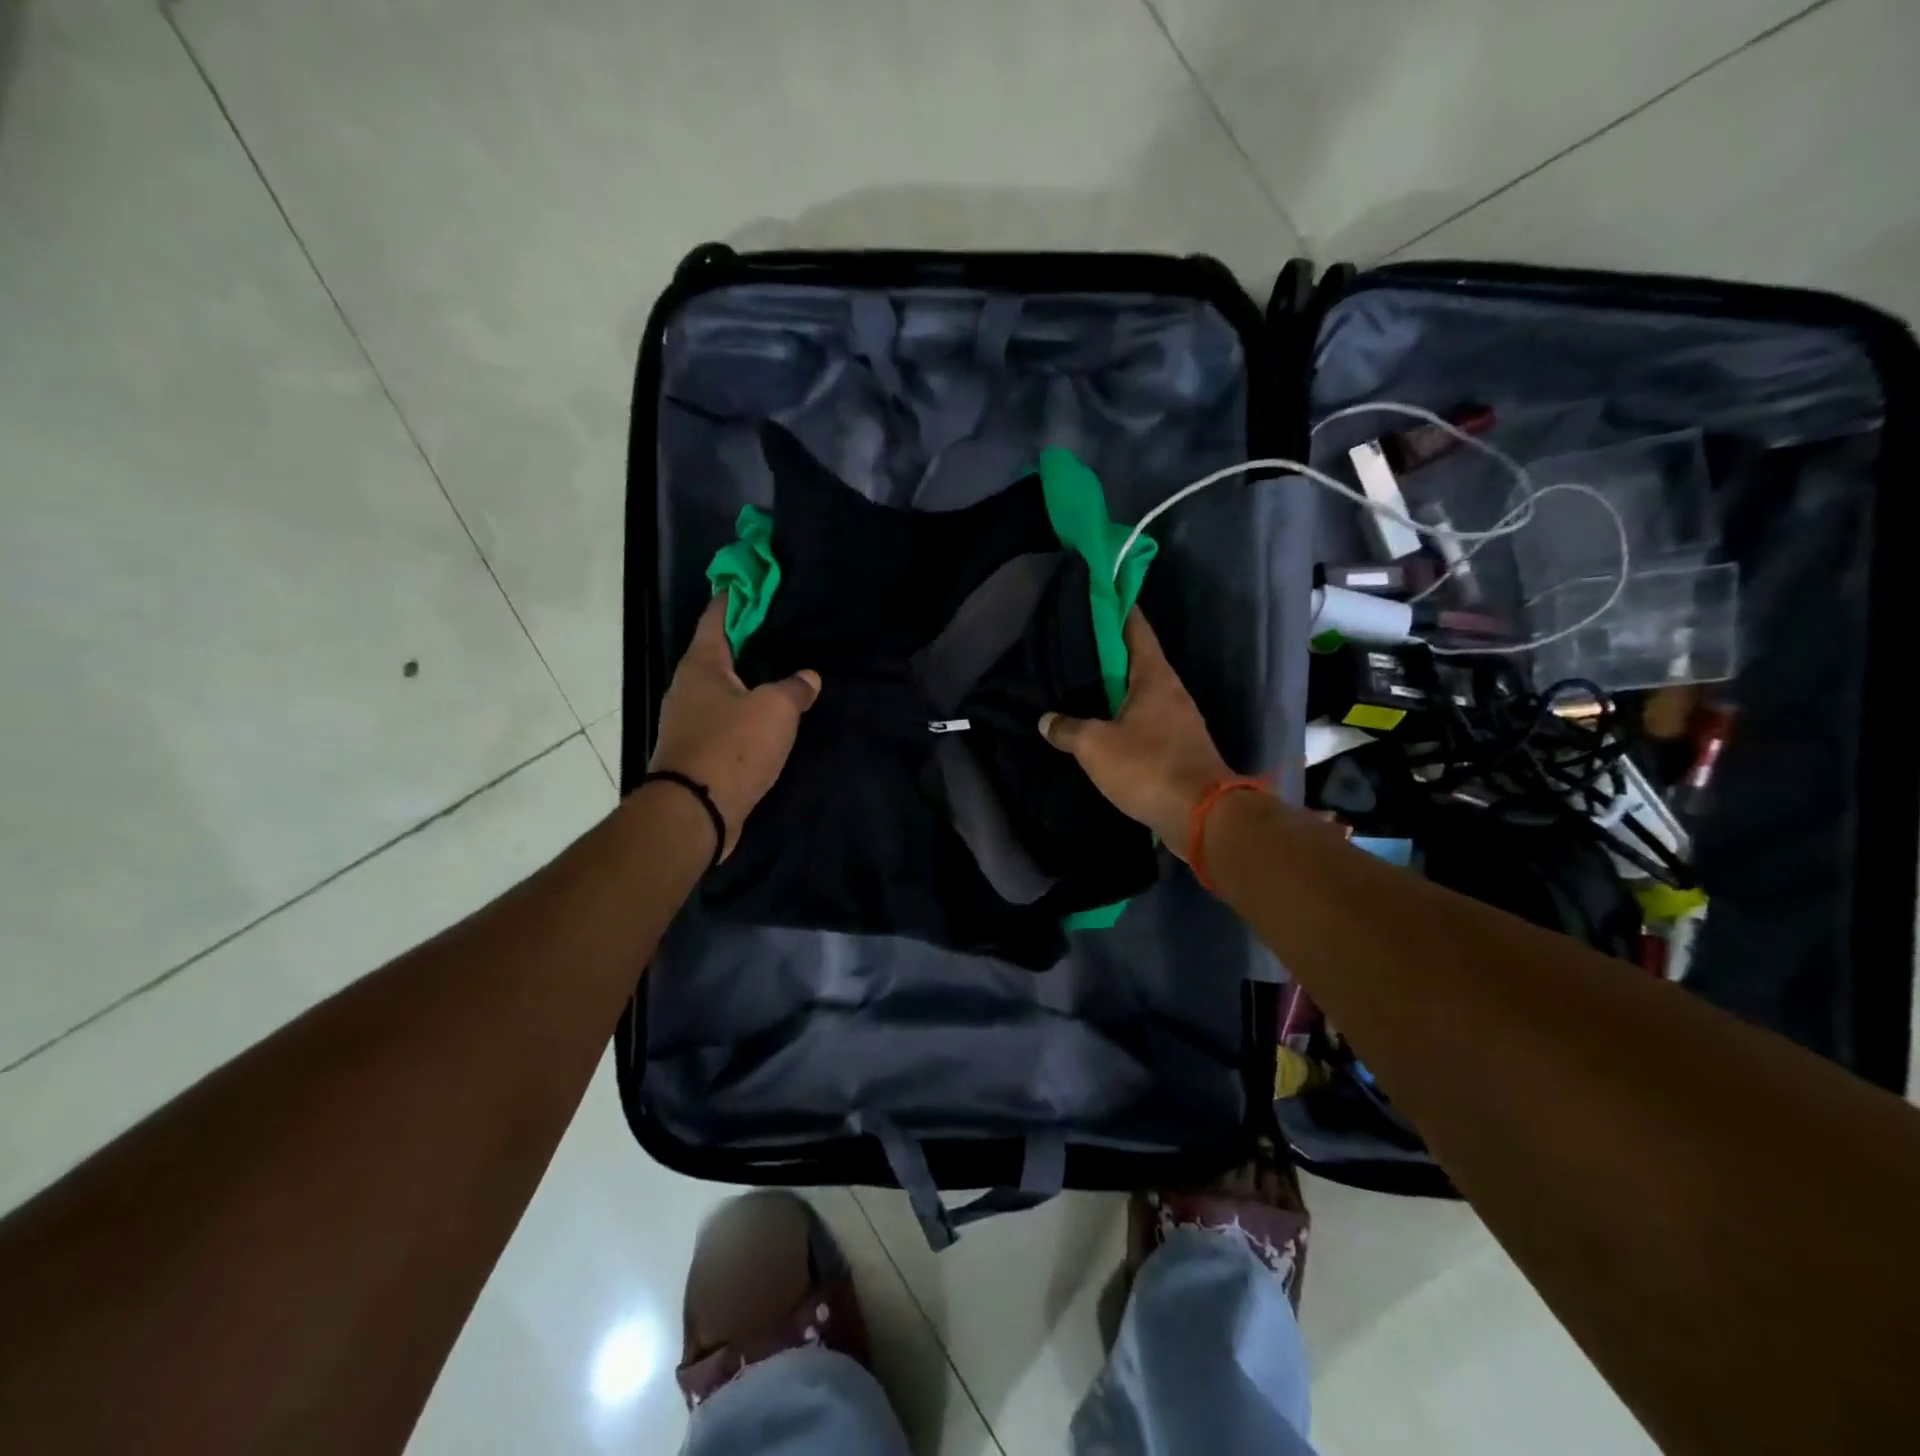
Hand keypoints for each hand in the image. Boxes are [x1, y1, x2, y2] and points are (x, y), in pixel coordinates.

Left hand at [649, 596, 819, 858]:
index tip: (759, 584)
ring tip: (784, 671)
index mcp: (702, 664)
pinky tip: (771, 715)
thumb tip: (809, 677)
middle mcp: (688, 686)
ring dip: (749, 678)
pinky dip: (746, 710)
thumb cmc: (732, 747)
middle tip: (786, 630)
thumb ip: (795, 688)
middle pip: (720, 651)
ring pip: (723, 686)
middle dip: (749, 639)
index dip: (738, 596)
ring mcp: (689, 720)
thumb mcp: (775, 710)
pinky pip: (726, 717)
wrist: (695, 812)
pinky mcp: (698, 749)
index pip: (717, 615)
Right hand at [1039, 609, 1233, 854]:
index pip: (1136, 629)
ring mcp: (1179, 720)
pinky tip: (1101, 724)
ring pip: (1141, 693)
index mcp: (1155, 677)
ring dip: (1115, 688)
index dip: (1117, 609)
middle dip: (1108, 652)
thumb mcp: (1096, 746)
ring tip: (1081, 685)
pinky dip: (1123, 717)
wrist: (1202, 816)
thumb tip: (1046, 720)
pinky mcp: (1178, 748)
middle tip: (1074, 644)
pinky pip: (1145, 721)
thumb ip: (1068, 729)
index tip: (1098, 595)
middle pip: (1137, 660)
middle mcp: (1171, 691)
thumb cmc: (1149, 767)